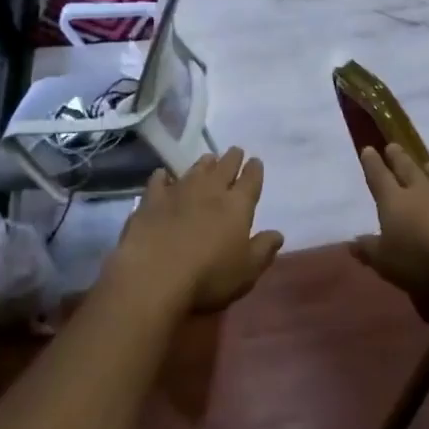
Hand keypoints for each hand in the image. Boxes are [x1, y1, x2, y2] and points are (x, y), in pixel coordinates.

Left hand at [106, 149, 283, 315]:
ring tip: (209, 158)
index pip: (250, 181)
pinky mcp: (151, 201)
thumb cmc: (208, 277)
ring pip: (195, 170)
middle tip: (235, 151)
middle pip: (224, 167)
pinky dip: (163, 176)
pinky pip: (159, 181)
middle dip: (232, 158)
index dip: (254, 170)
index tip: (256, 161)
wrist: (154, 276)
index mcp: (237, 206)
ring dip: (204, 163)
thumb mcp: (246, 271)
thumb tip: (278, 234)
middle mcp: (210, 191)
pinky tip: (163, 175)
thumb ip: (263, 249)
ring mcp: (178, 192)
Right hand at [351, 145, 428, 299]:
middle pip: (407, 169)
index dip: (372, 165)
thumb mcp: (387, 263)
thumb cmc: (423, 261)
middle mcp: (422, 191)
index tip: (368, 149)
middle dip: (398, 158)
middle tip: (393, 145)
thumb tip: (352, 241)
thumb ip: (370, 250)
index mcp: (394, 202)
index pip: (379, 178)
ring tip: (426, 162)